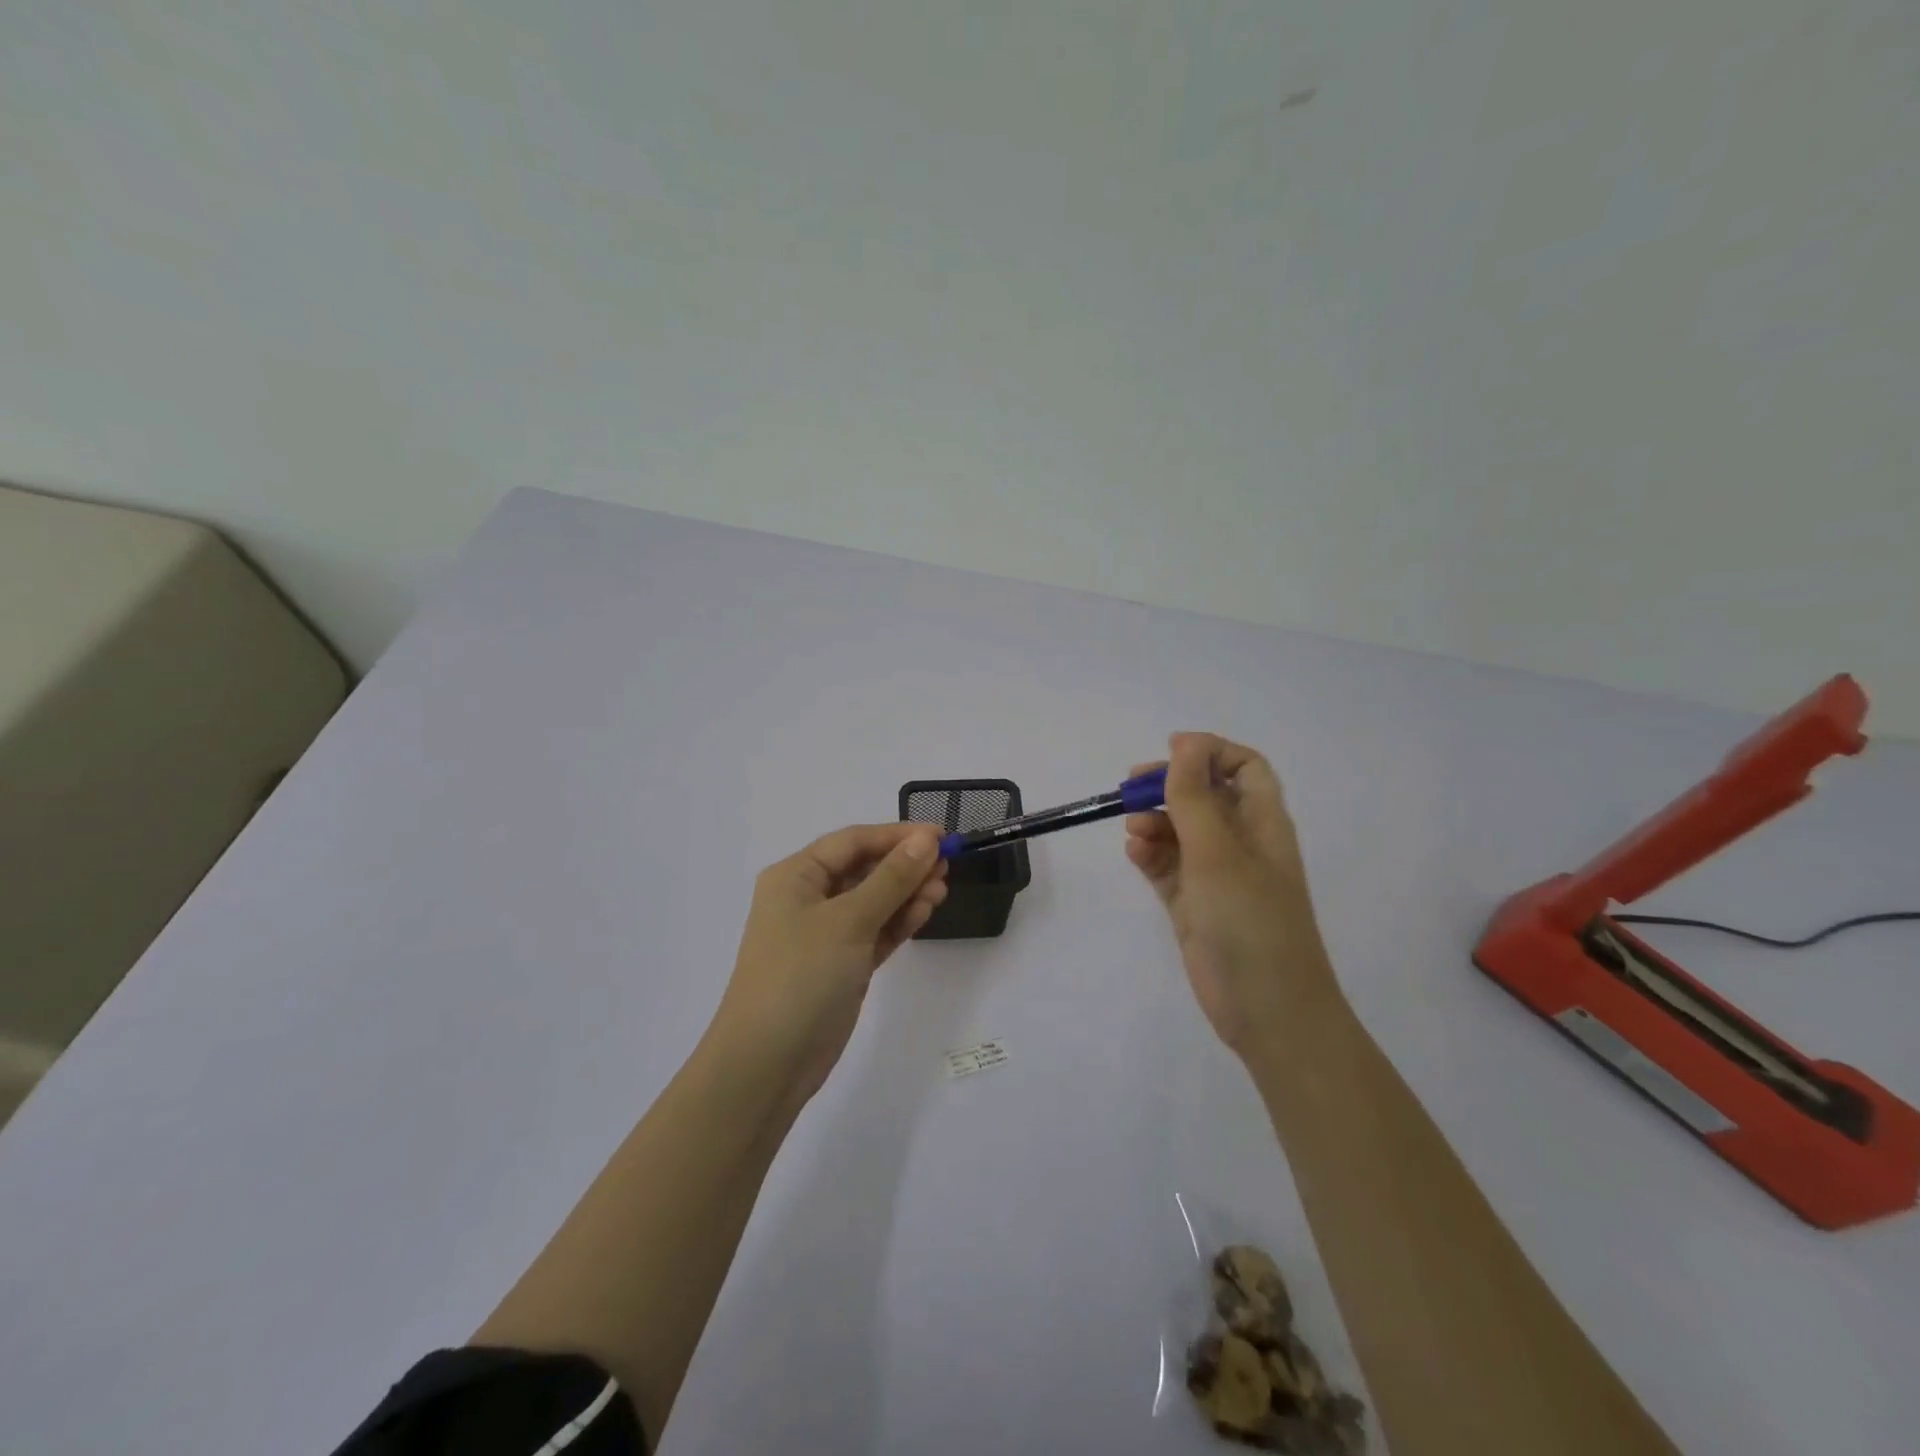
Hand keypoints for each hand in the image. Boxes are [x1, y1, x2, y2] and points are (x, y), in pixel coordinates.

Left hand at [708, 823, 948, 1101]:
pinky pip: (875, 931)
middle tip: (947, 865)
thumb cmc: (801, 976)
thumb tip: (926, 840)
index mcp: (795, 876)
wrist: (767, 1064)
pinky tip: (925, 911)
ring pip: (873, 901)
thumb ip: (891, 879)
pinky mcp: (841, 965)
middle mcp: (808, 899)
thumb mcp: (849, 921)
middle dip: (905, 865)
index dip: (897, 836)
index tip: (940, 836)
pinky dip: (899, 921)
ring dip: (907, 893)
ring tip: (942, 890)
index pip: (853, 842)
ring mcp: (825, 934)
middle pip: (864, 869)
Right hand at [1125, 733, 1340, 1055]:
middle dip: (1169, 786)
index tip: (1168, 752)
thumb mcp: (1217, 851)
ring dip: (1155, 822)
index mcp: (1262, 822)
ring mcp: (1217, 875)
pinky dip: (1151, 856)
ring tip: (1133, 832)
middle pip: (1205, 795)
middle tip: (1131, 789)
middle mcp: (1241, 842)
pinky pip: (1168, 867)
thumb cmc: (1249, 921)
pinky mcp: (1195, 904)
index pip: (1243, 766)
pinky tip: (1135, 855)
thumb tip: (1184, 742)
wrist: (1267, 1010)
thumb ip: (1195, 796)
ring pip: (1181, 831)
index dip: (1209, 752)